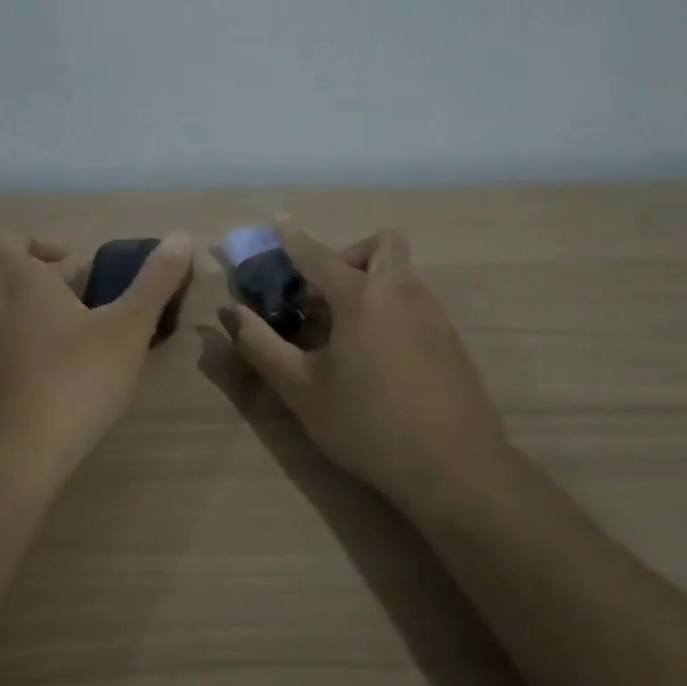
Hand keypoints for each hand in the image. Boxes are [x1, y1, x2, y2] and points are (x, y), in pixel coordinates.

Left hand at [0, 225, 193, 483]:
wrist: (18, 458)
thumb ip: (154, 282)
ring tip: (74, 333)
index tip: (71, 264)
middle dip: (34, 275)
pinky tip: (56, 372)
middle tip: (78, 295)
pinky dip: (18, 344)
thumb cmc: (74, 380)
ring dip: (26, 309)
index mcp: (16, 280)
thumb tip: (180, 237)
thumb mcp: (128, 329)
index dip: (30, 240)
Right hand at [224, 215, 502, 505]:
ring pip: (402, 275)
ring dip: (372, 282)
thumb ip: (262, 346)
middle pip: (382, 245)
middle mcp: (402, 293)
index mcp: (361, 298)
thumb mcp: (302, 390)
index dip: (294, 237)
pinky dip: (392, 308)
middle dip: (350, 254)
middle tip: (326, 291)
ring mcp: (434, 315)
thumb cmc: (367, 425)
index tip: (279, 218)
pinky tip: (379, 356)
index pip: (319, 255)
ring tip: (346, 331)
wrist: (455, 467)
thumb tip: (231, 313)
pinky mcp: (452, 340)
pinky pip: (416, 303)